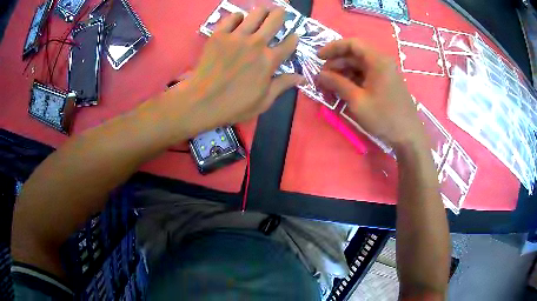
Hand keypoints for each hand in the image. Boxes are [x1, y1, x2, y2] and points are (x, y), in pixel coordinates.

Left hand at [174, 7, 302, 134]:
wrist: (202, 101)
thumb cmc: (235, 105)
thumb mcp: (264, 100)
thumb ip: (283, 85)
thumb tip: (303, 78)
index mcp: (269, 60)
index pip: (289, 43)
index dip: (294, 38)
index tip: (294, 35)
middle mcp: (257, 43)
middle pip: (275, 20)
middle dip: (281, 14)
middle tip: (280, 13)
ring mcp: (237, 36)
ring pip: (256, 13)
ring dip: (262, 11)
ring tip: (263, 11)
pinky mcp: (219, 34)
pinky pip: (232, 17)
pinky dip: (238, 17)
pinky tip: (239, 20)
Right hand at [317, 39, 426, 148]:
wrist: (408, 136)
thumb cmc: (384, 117)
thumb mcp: (357, 101)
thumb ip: (337, 84)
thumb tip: (320, 75)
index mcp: (378, 61)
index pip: (352, 44)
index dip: (333, 48)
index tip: (318, 58)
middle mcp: (382, 62)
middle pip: (355, 55)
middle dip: (336, 63)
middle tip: (322, 77)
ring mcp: (385, 73)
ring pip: (360, 66)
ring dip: (343, 73)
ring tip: (330, 85)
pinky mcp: (386, 84)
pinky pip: (366, 75)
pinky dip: (353, 80)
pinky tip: (344, 90)